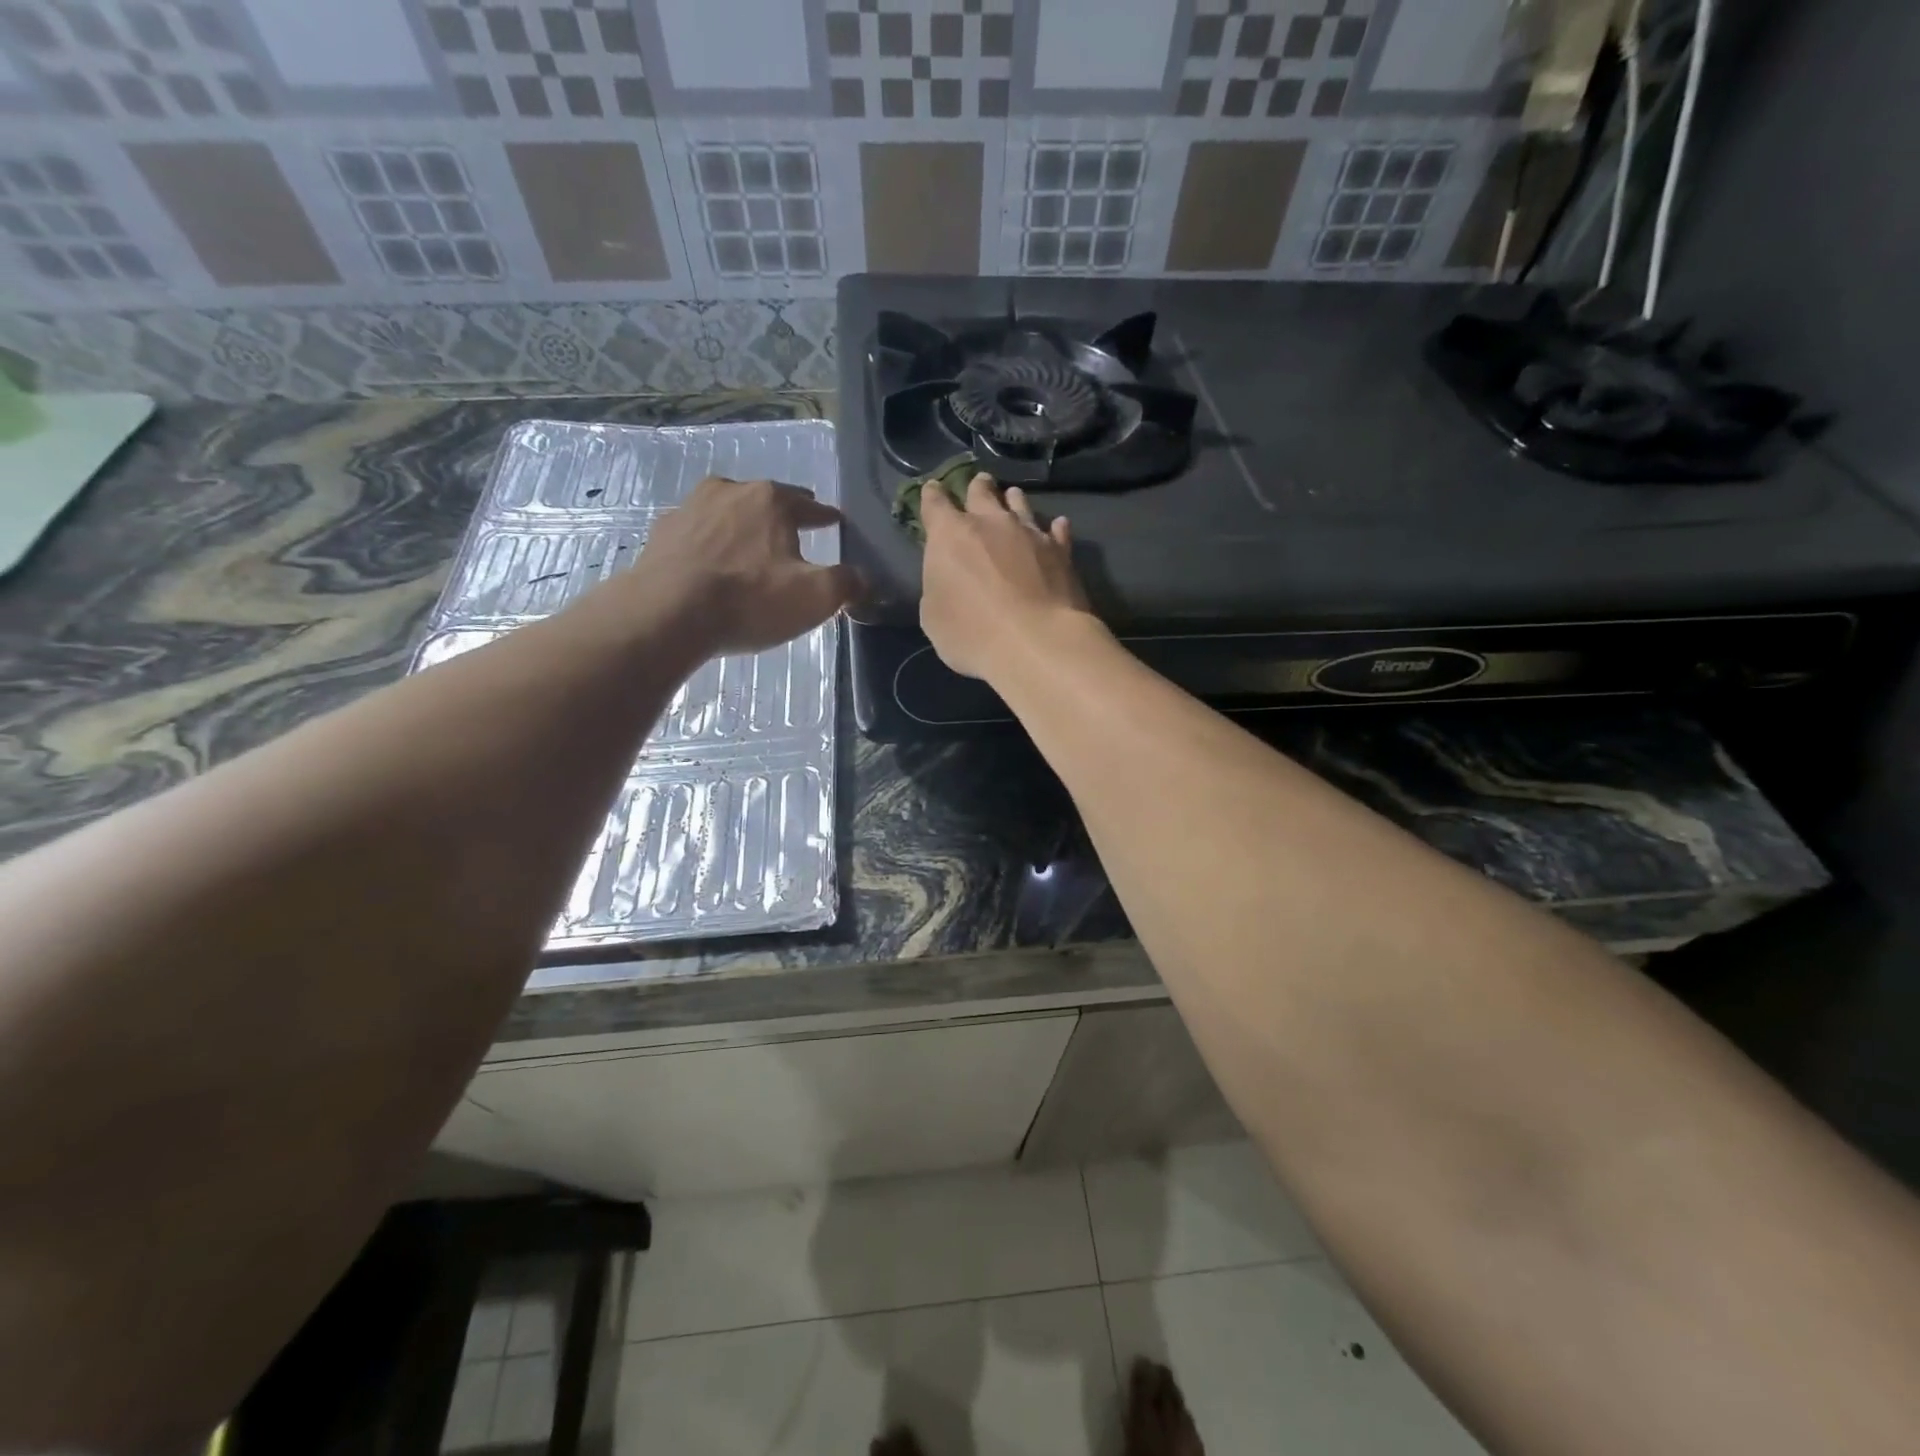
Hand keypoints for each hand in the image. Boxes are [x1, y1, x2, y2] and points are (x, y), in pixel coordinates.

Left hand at [629, 476, 860, 656]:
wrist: (668, 613)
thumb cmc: (750, 600)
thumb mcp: (816, 597)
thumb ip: (847, 584)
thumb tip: (864, 580)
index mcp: (773, 501)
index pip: (811, 506)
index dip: (826, 517)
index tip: (835, 522)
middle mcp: (732, 492)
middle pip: (768, 501)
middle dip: (784, 514)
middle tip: (795, 529)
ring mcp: (692, 508)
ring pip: (729, 511)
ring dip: (743, 524)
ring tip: (750, 544)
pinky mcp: (664, 532)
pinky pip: (697, 532)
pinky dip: (709, 542)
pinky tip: (710, 560)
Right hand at [920, 473, 1099, 680]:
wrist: (1036, 642)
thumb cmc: (972, 634)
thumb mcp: (934, 617)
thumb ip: (939, 587)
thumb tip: (949, 579)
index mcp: (950, 536)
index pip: (935, 504)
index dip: (932, 496)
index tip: (932, 489)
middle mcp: (990, 523)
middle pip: (982, 493)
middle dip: (977, 488)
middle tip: (979, 484)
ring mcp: (1030, 533)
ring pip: (1020, 504)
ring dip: (1013, 500)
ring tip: (1013, 497)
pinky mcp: (1061, 551)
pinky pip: (1057, 531)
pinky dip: (1054, 528)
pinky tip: (1057, 526)